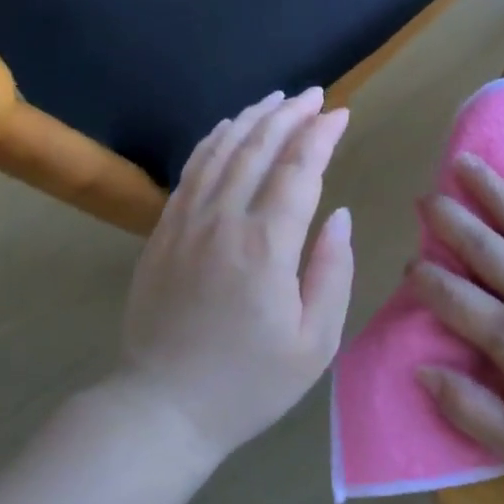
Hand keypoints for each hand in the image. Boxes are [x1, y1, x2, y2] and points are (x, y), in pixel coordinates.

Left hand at [120, 88, 354, 462]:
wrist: (162, 408)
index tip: (341, 113)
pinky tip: (227, 131)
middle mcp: (223, 222)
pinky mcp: (162, 234)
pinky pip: (190, 173)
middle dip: (290, 115)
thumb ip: (333, 272)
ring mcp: (185, 224)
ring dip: (251, 119)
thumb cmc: (249, 383)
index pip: (299, 170)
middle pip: (258, 149)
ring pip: (220, 152)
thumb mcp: (315, 343)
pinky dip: (213, 143)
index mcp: (266, 247)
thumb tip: (340, 216)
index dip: (321, 136)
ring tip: (275, 99)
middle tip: (314, 95)